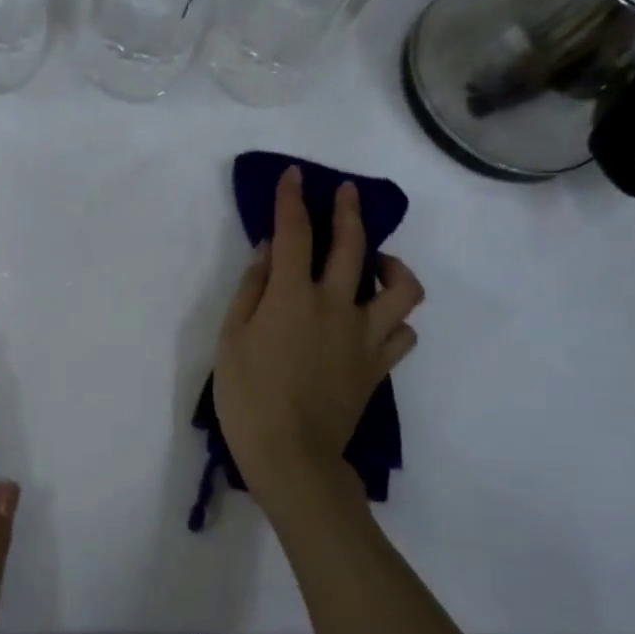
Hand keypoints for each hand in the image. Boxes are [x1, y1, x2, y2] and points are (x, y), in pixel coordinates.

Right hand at [213, 166, 423, 517]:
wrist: (291, 457)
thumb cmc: (248, 397)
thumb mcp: (232, 339)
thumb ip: (252, 289)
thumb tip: (269, 252)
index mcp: (293, 297)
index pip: (295, 233)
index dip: (292, 200)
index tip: (294, 176)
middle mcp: (336, 306)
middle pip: (352, 246)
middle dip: (349, 211)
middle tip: (347, 193)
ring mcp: (365, 336)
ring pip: (402, 289)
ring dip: (393, 266)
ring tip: (377, 264)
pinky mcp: (379, 366)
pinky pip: (402, 333)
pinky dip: (394, 319)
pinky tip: (378, 319)